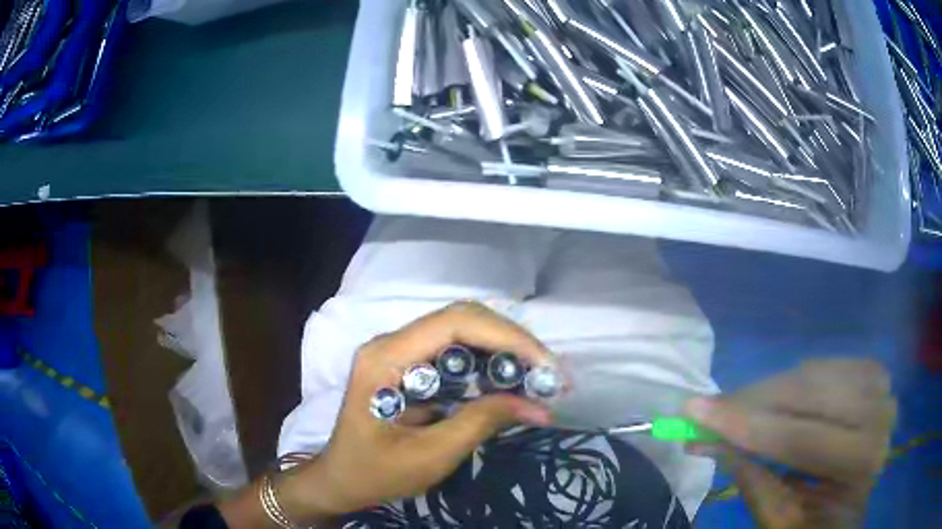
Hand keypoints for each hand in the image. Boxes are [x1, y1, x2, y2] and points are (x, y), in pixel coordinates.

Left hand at [280, 301, 555, 521]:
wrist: (341, 479)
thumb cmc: (375, 473)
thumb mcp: (430, 456)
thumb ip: (481, 423)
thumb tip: (539, 405)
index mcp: (386, 358)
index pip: (454, 323)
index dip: (507, 338)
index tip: (546, 367)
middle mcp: (392, 342)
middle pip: (462, 319)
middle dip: (512, 342)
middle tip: (549, 374)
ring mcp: (400, 350)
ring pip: (464, 331)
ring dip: (506, 350)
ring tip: (538, 378)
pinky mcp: (411, 364)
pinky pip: (457, 351)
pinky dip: (491, 363)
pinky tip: (512, 382)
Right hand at [685, 359, 896, 527]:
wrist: (850, 508)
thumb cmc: (815, 523)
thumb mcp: (781, 521)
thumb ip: (753, 482)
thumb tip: (713, 439)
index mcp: (862, 464)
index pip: (802, 439)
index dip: (747, 426)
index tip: (694, 413)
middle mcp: (879, 415)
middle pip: (809, 396)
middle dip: (751, 403)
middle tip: (702, 409)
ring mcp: (879, 385)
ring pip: (812, 374)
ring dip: (766, 392)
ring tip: (730, 408)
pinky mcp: (870, 371)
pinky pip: (821, 367)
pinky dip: (789, 382)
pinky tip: (768, 401)